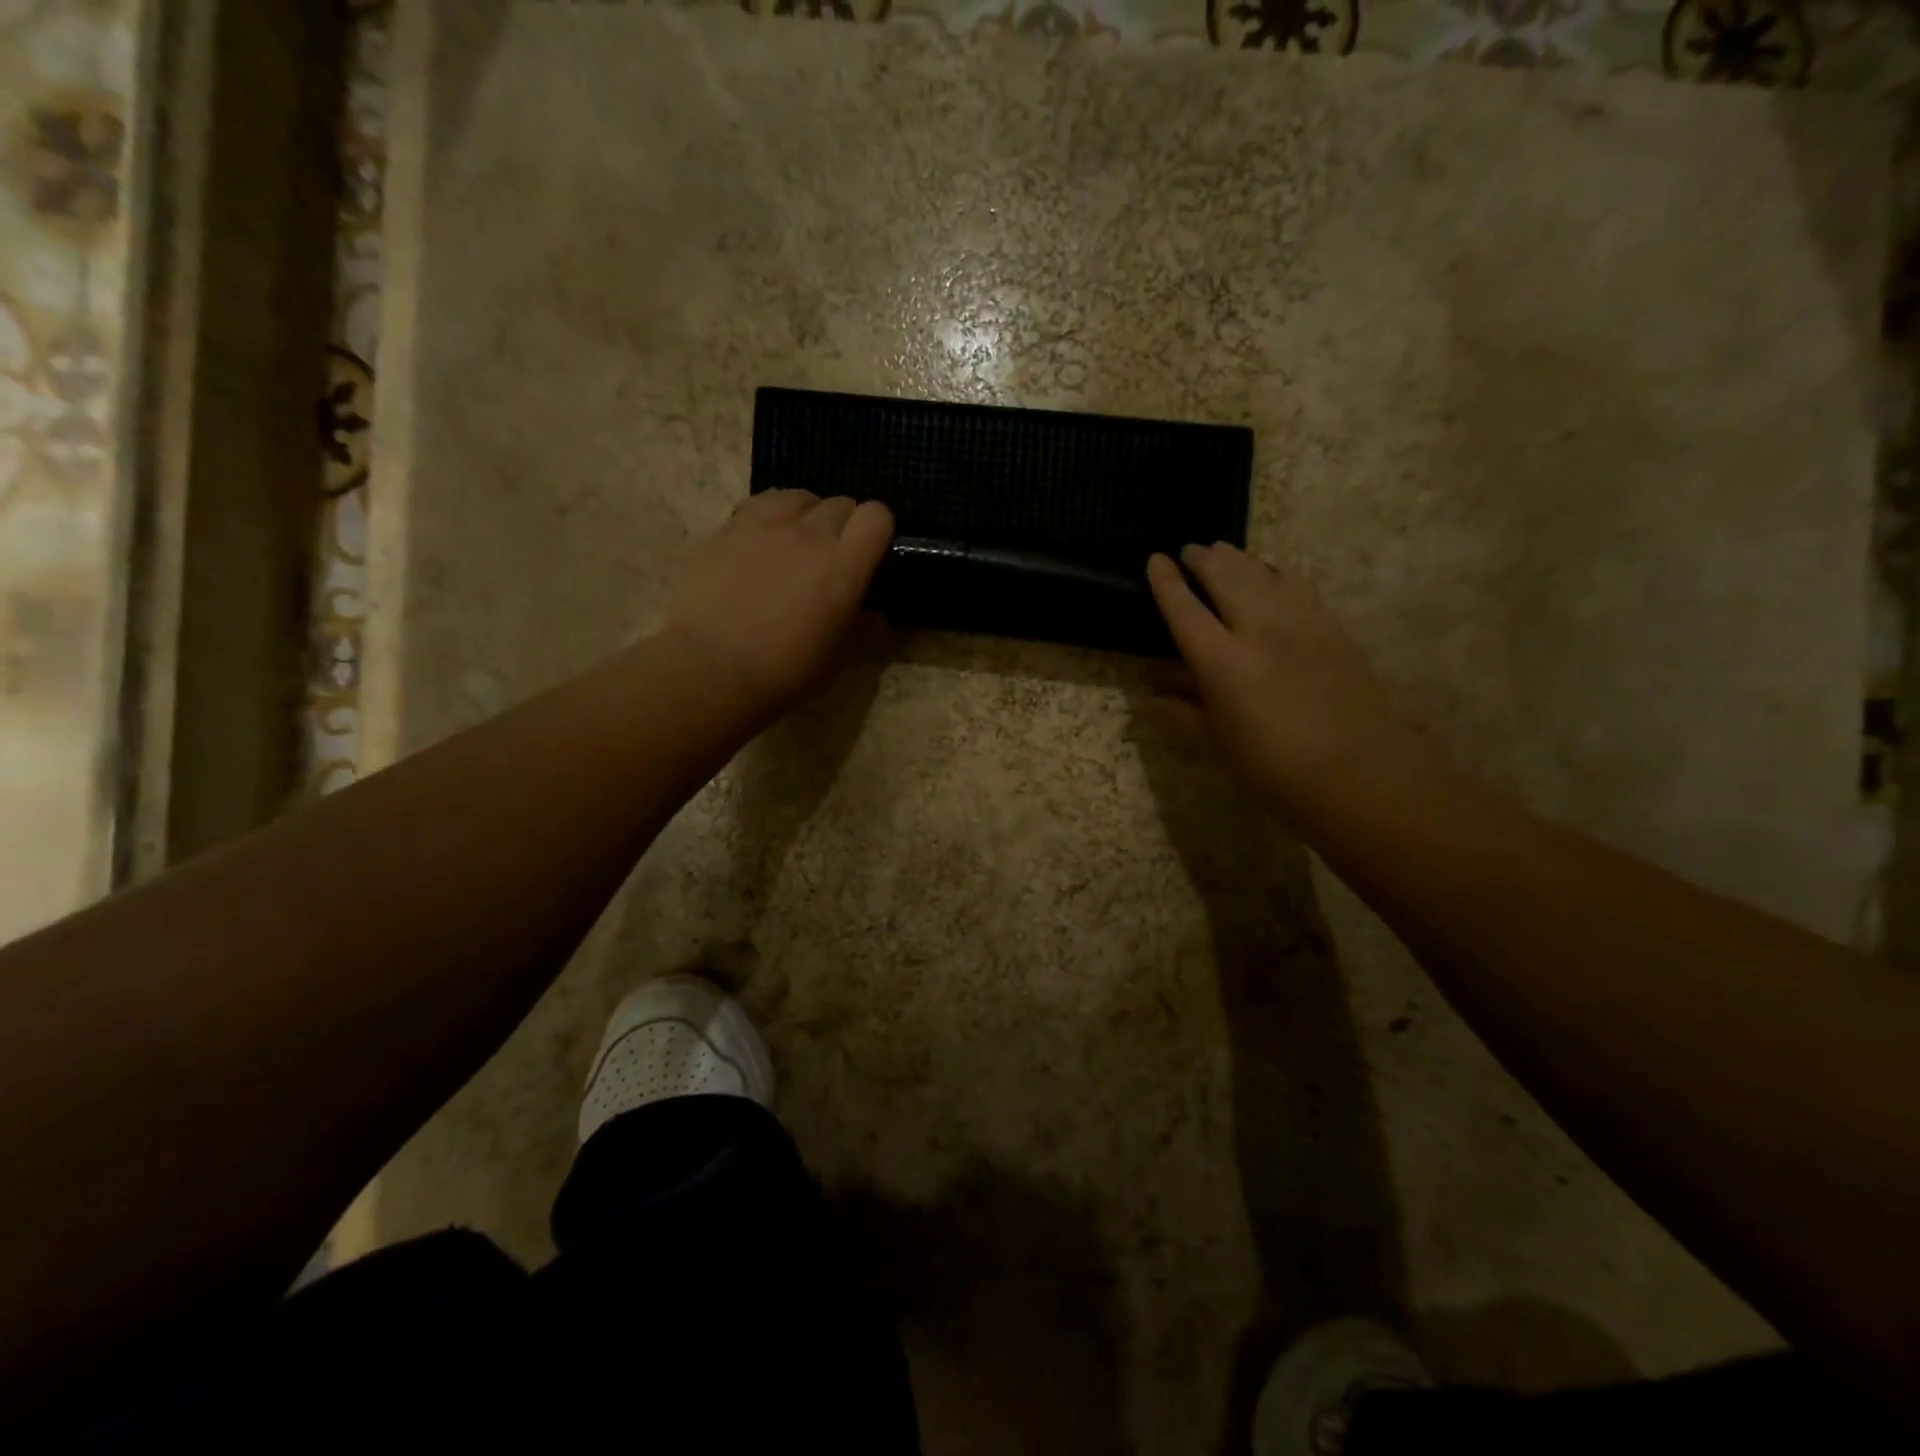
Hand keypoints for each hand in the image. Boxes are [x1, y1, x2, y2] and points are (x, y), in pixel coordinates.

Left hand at [665, 490, 893, 719]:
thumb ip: (864, 630)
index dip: (878, 531)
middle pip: (840, 504)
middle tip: (831, 559)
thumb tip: (876, 617)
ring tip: (797, 544)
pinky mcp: (729, 527)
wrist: (711, 669)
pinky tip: (763, 541)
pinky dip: (772, 515)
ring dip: (808, 515)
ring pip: (801, 497)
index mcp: (845, 565)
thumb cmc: (783, 671)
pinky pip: (762, 503)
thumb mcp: (837, 658)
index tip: (870, 556)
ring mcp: (766, 524)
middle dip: (844, 526)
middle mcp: (810, 533)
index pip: (877, 516)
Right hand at [1146, 543, 1425, 808]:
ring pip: (1263, 571)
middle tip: (1190, 550)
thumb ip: (1185, 712)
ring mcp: (1300, 622)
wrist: (1360, 772)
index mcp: (1221, 662)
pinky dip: (1276, 572)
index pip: (1184, 609)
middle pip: (1225, 575)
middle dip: (1203, 558)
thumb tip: (1153, 699)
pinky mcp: (1332, 625)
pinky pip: (1298, 584)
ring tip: (1224, 553)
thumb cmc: (1275, 767)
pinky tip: (1272, 575)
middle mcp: (1258, 629)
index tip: (1155, 559)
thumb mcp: (1219, 742)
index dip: (1166, 582)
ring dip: (1238, 558)